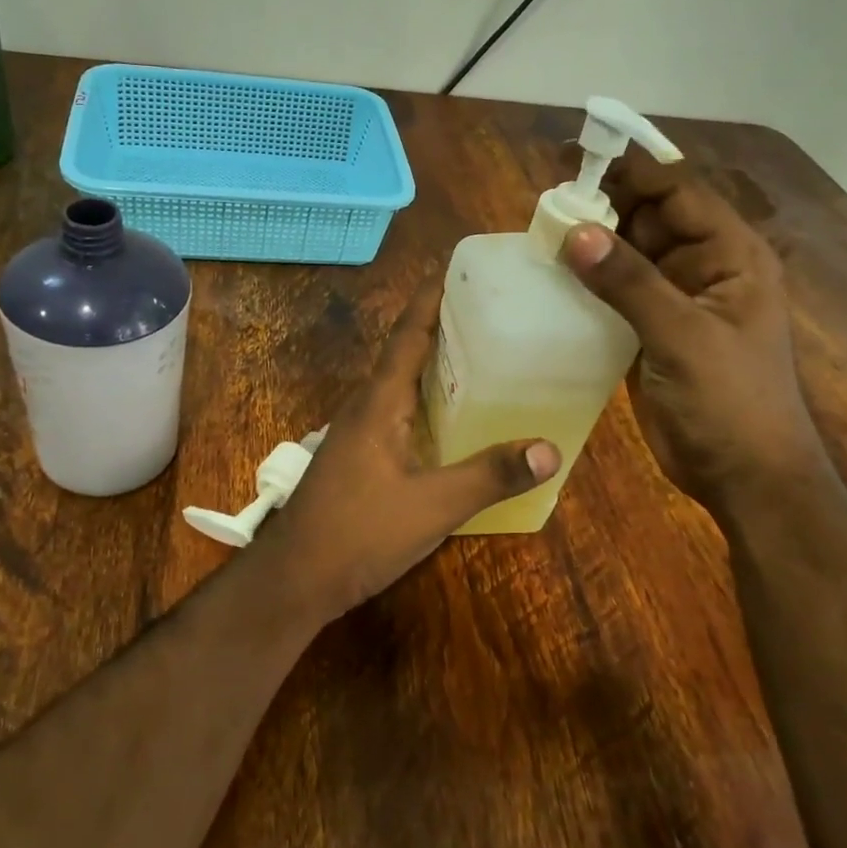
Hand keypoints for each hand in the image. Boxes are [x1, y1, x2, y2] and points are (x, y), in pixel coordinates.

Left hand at [252, 285, 560, 625]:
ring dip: (431, 364)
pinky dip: (423, 400)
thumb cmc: (359, 532)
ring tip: (477, 352)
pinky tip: (447, 417)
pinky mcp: (357, 458)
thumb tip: (550, 448)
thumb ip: (489, 476)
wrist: (296, 578)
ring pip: (397, 384)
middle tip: (486, 309)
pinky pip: (395, 412)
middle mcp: (364, 407)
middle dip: (439, 326)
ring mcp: (356, 434)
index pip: (407, 335)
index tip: (456, 269)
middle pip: (403, 353)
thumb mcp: (432, 506)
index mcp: (378, 402)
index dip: (430, 300)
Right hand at [561, 156, 824, 505]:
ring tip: (539, 233)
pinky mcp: (649, 332)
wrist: (744, 477)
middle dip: (603, 206)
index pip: (677, 193)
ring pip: (627, 256)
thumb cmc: (731, 402)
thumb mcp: (684, 336)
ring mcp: (674, 302)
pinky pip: (615, 294)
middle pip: (648, 219)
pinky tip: (552, 279)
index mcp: (730, 256)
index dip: (630, 171)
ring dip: (591, 244)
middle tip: (545, 202)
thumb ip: (630, 283)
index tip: (575, 156)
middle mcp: (702, 268)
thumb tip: (576, 231)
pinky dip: (587, 283)